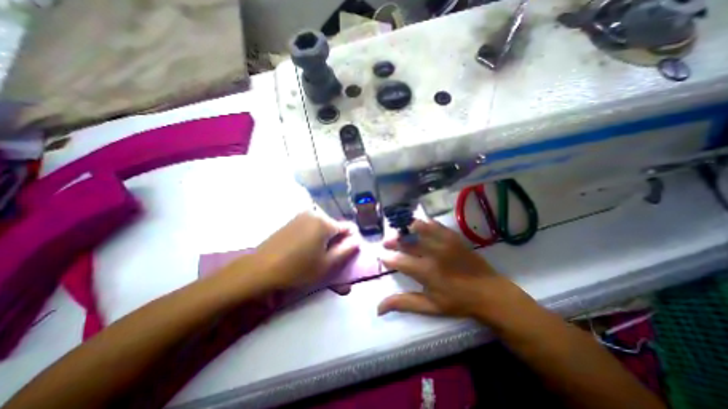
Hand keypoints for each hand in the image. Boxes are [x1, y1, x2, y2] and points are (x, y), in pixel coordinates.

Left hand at [253, 211, 360, 290]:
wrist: (260, 269)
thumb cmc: (298, 269)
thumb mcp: (327, 265)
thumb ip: (347, 251)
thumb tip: (357, 240)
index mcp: (325, 223)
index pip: (348, 228)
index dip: (350, 241)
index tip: (344, 254)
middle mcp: (315, 214)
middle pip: (334, 226)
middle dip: (336, 241)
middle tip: (328, 258)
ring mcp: (301, 216)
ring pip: (322, 227)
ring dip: (324, 239)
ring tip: (316, 255)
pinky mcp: (292, 221)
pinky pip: (310, 226)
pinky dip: (313, 236)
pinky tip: (304, 249)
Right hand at [379, 218, 531, 324]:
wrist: (489, 292)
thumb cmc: (458, 302)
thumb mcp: (430, 307)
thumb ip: (404, 304)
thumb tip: (378, 308)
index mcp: (426, 272)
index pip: (399, 261)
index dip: (388, 258)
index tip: (382, 257)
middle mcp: (433, 253)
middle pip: (406, 242)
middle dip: (393, 241)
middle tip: (387, 242)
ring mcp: (444, 242)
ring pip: (419, 228)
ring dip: (406, 229)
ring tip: (401, 232)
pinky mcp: (453, 236)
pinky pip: (435, 224)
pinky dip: (424, 224)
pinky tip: (419, 226)